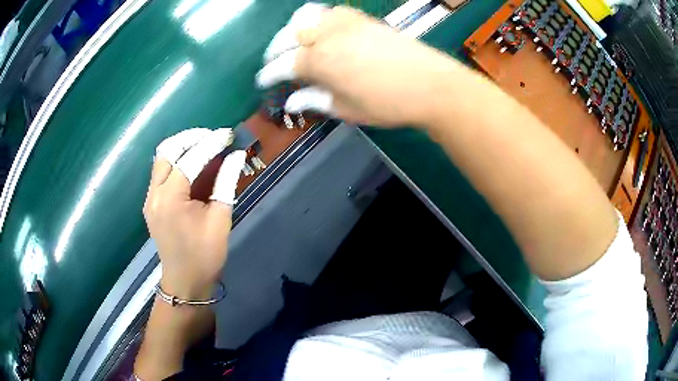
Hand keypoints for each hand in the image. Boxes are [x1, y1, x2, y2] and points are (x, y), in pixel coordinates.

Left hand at [143, 128, 245, 299]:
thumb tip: (236, 155)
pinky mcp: (151, 203)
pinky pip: (161, 172)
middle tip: (213, 138)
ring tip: (204, 147)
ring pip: (161, 159)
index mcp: (170, 198)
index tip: (228, 135)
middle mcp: (154, 193)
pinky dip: (176, 162)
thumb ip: (226, 182)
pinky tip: (193, 165)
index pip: (190, 158)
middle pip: (167, 150)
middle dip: (191, 138)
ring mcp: (149, 198)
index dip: (211, 143)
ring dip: (182, 148)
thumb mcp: (220, 218)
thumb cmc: (205, 254)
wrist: (185, 281)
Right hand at [256, 3, 457, 126]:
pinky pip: (330, 12)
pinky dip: (318, 21)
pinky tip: (323, 33)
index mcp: (318, 60)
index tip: (262, 81)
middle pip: (289, 35)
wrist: (431, 85)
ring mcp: (345, 22)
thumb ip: (314, 100)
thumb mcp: (346, 109)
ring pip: (306, 16)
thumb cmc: (388, 104)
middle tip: (276, 63)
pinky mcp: (362, 18)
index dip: (269, 74)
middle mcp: (326, 34)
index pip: (282, 64)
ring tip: (296, 45)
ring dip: (294, 30)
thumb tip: (291, 100)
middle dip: (276, 49)